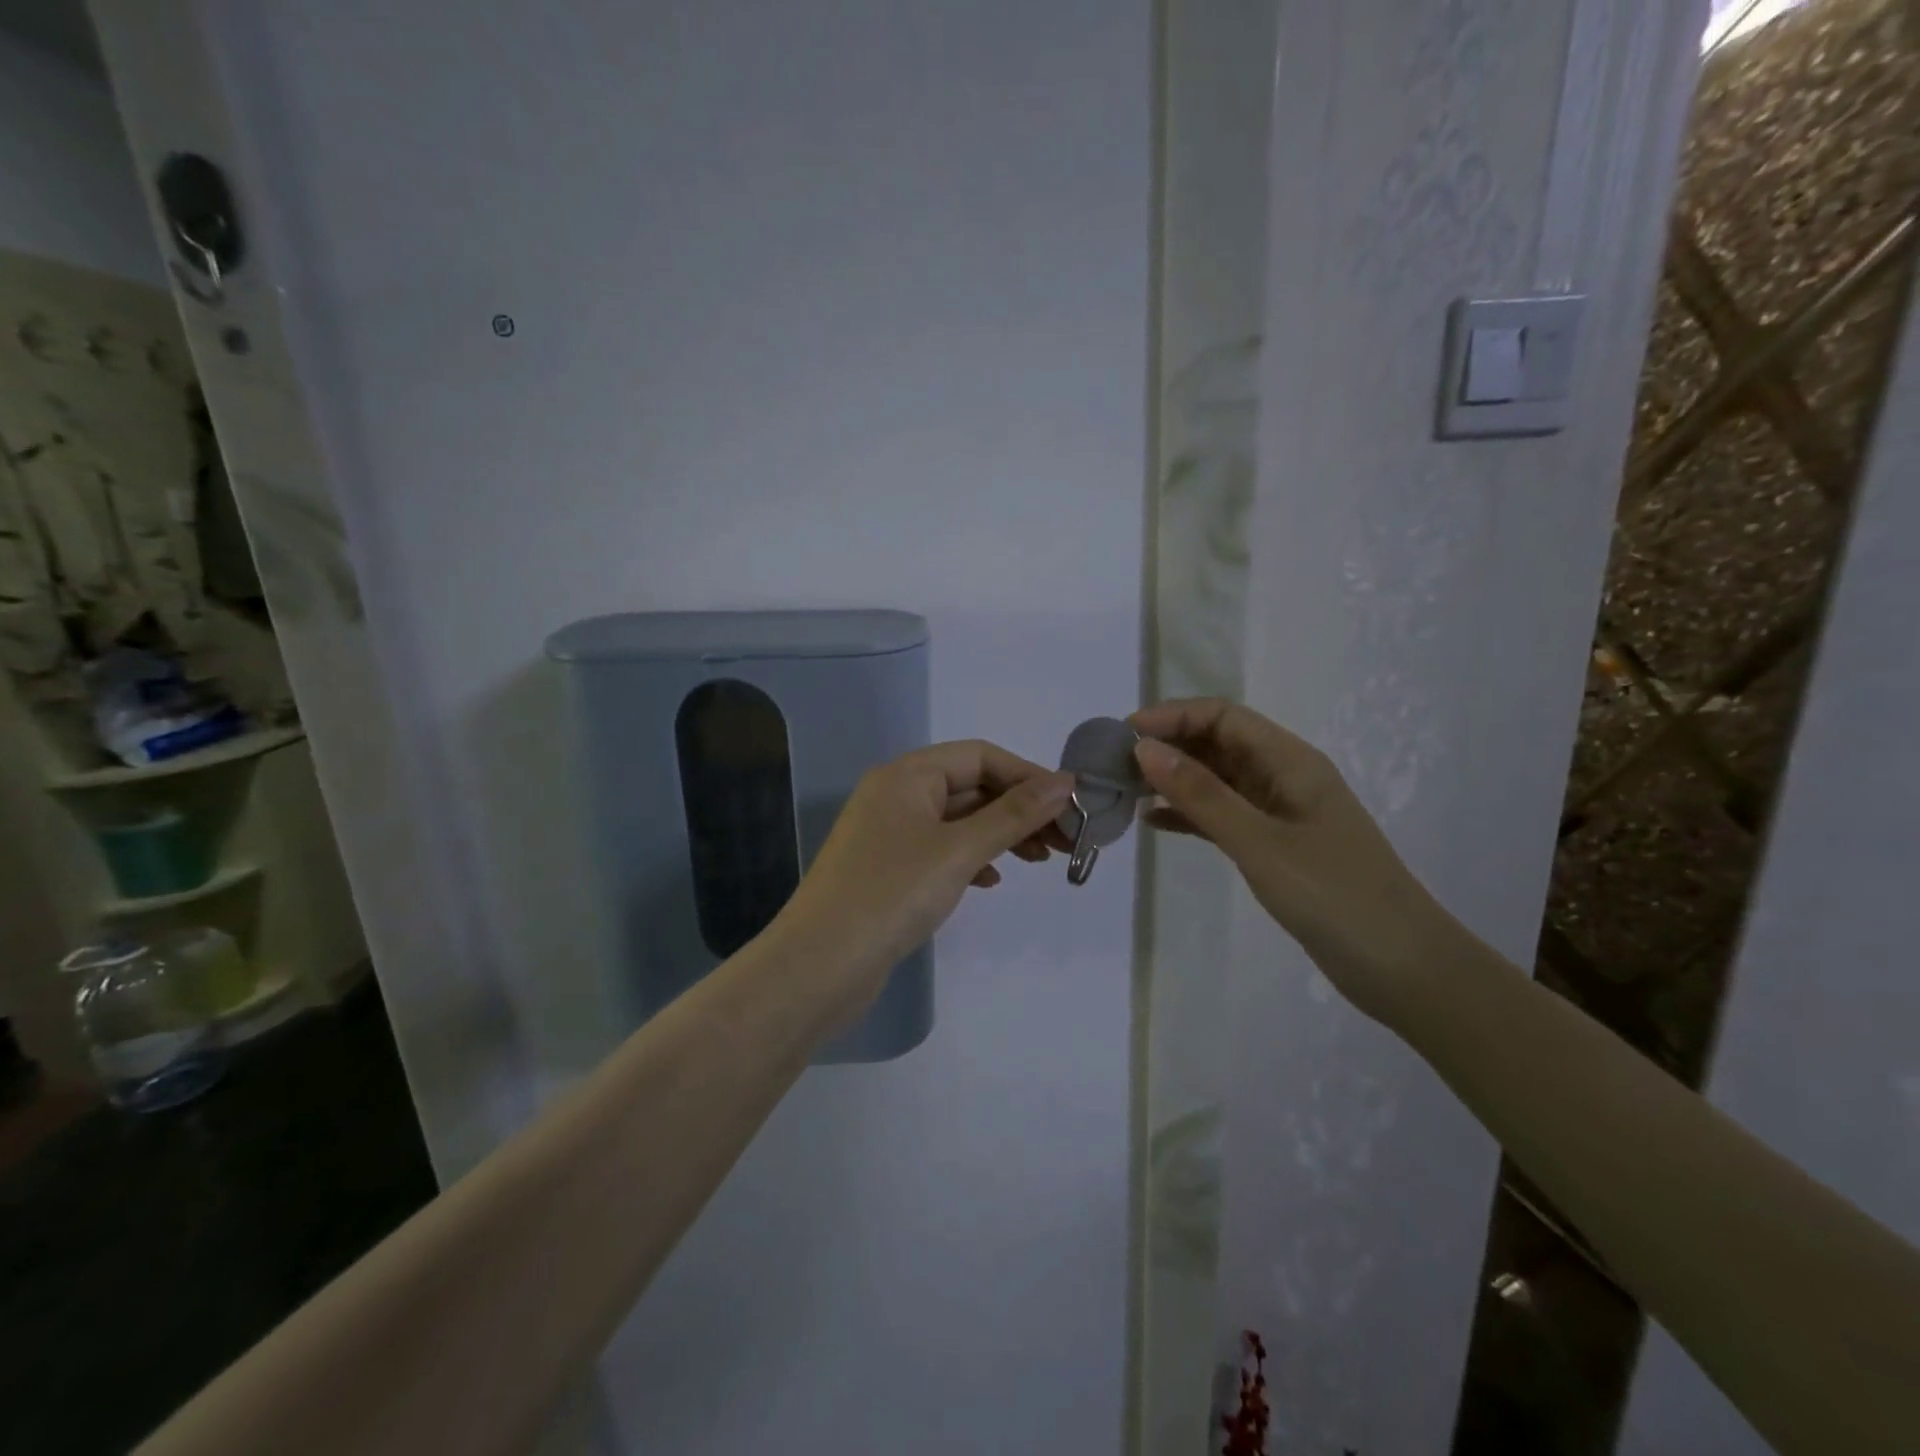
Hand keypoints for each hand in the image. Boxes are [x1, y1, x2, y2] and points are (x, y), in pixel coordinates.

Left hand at [775, 740, 1075, 1006]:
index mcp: (907, 775)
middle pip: (971, 786)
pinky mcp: (888, 869)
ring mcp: (889, 833)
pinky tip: (991, 880)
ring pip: (958, 820)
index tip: (1071, 806)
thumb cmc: (891, 895)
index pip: (980, 756)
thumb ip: (1013, 815)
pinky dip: (972, 858)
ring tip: (1040, 860)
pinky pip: (941, 849)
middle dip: (1019, 809)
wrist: (819, 967)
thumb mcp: (959, 850)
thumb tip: (1065, 783)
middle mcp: (896, 794)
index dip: (1028, 776)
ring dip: (1001, 834)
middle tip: (1065, 841)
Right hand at [1130, 698, 1452, 1026]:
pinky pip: (1222, 816)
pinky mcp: (1275, 846)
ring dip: (1174, 779)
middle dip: (1168, 746)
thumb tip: (1144, 750)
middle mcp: (1284, 777)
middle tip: (1115, 765)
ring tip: (1125, 791)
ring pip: (1217, 780)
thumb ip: (1201, 795)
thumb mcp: (1260, 842)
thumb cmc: (1335, 896)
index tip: (1125, 736)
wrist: (1401, 968)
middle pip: (1218, 743)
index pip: (1223, 716)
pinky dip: (1189, 814)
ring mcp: (1280, 813)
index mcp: (1290, 761)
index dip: (1173, 716)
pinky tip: (1154, 824)